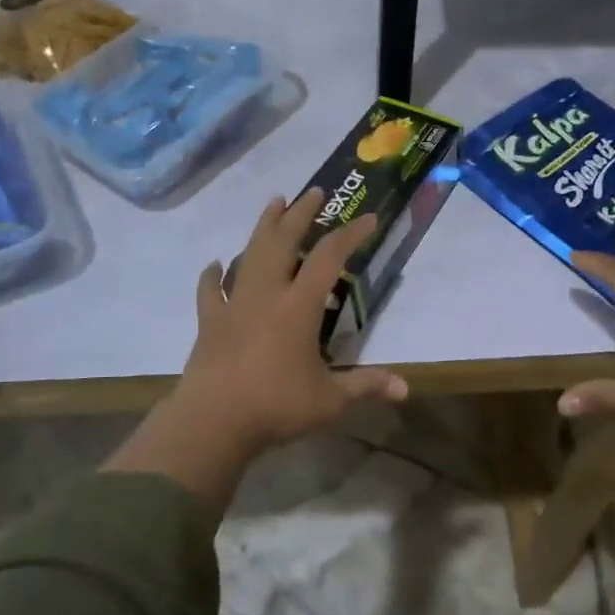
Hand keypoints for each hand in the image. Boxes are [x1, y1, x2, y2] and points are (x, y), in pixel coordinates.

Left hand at [180, 188, 408, 447]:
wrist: (212, 421)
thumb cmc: (275, 406)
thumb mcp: (330, 400)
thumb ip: (366, 387)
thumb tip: (405, 389)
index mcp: (298, 306)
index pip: (328, 258)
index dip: (350, 234)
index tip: (367, 218)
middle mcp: (266, 294)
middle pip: (283, 241)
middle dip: (300, 214)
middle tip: (314, 192)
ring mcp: (234, 304)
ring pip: (248, 254)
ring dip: (263, 227)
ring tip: (273, 204)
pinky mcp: (210, 321)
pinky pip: (210, 290)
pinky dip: (213, 275)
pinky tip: (215, 265)